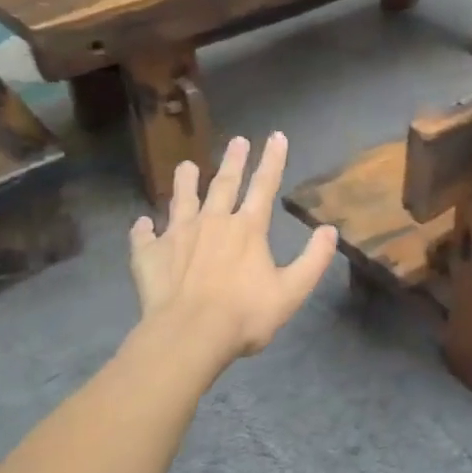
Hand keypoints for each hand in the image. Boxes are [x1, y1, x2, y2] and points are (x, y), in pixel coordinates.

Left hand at [129, 133, 338, 365]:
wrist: (189, 335)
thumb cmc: (245, 314)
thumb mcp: (292, 291)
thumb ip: (313, 259)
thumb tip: (329, 230)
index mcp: (247, 228)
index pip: (264, 185)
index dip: (272, 160)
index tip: (276, 136)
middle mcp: (213, 222)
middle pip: (224, 184)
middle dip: (233, 161)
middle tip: (237, 140)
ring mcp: (178, 236)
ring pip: (182, 201)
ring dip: (185, 183)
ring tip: (186, 166)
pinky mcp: (150, 255)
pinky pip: (144, 237)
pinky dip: (143, 229)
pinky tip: (141, 223)